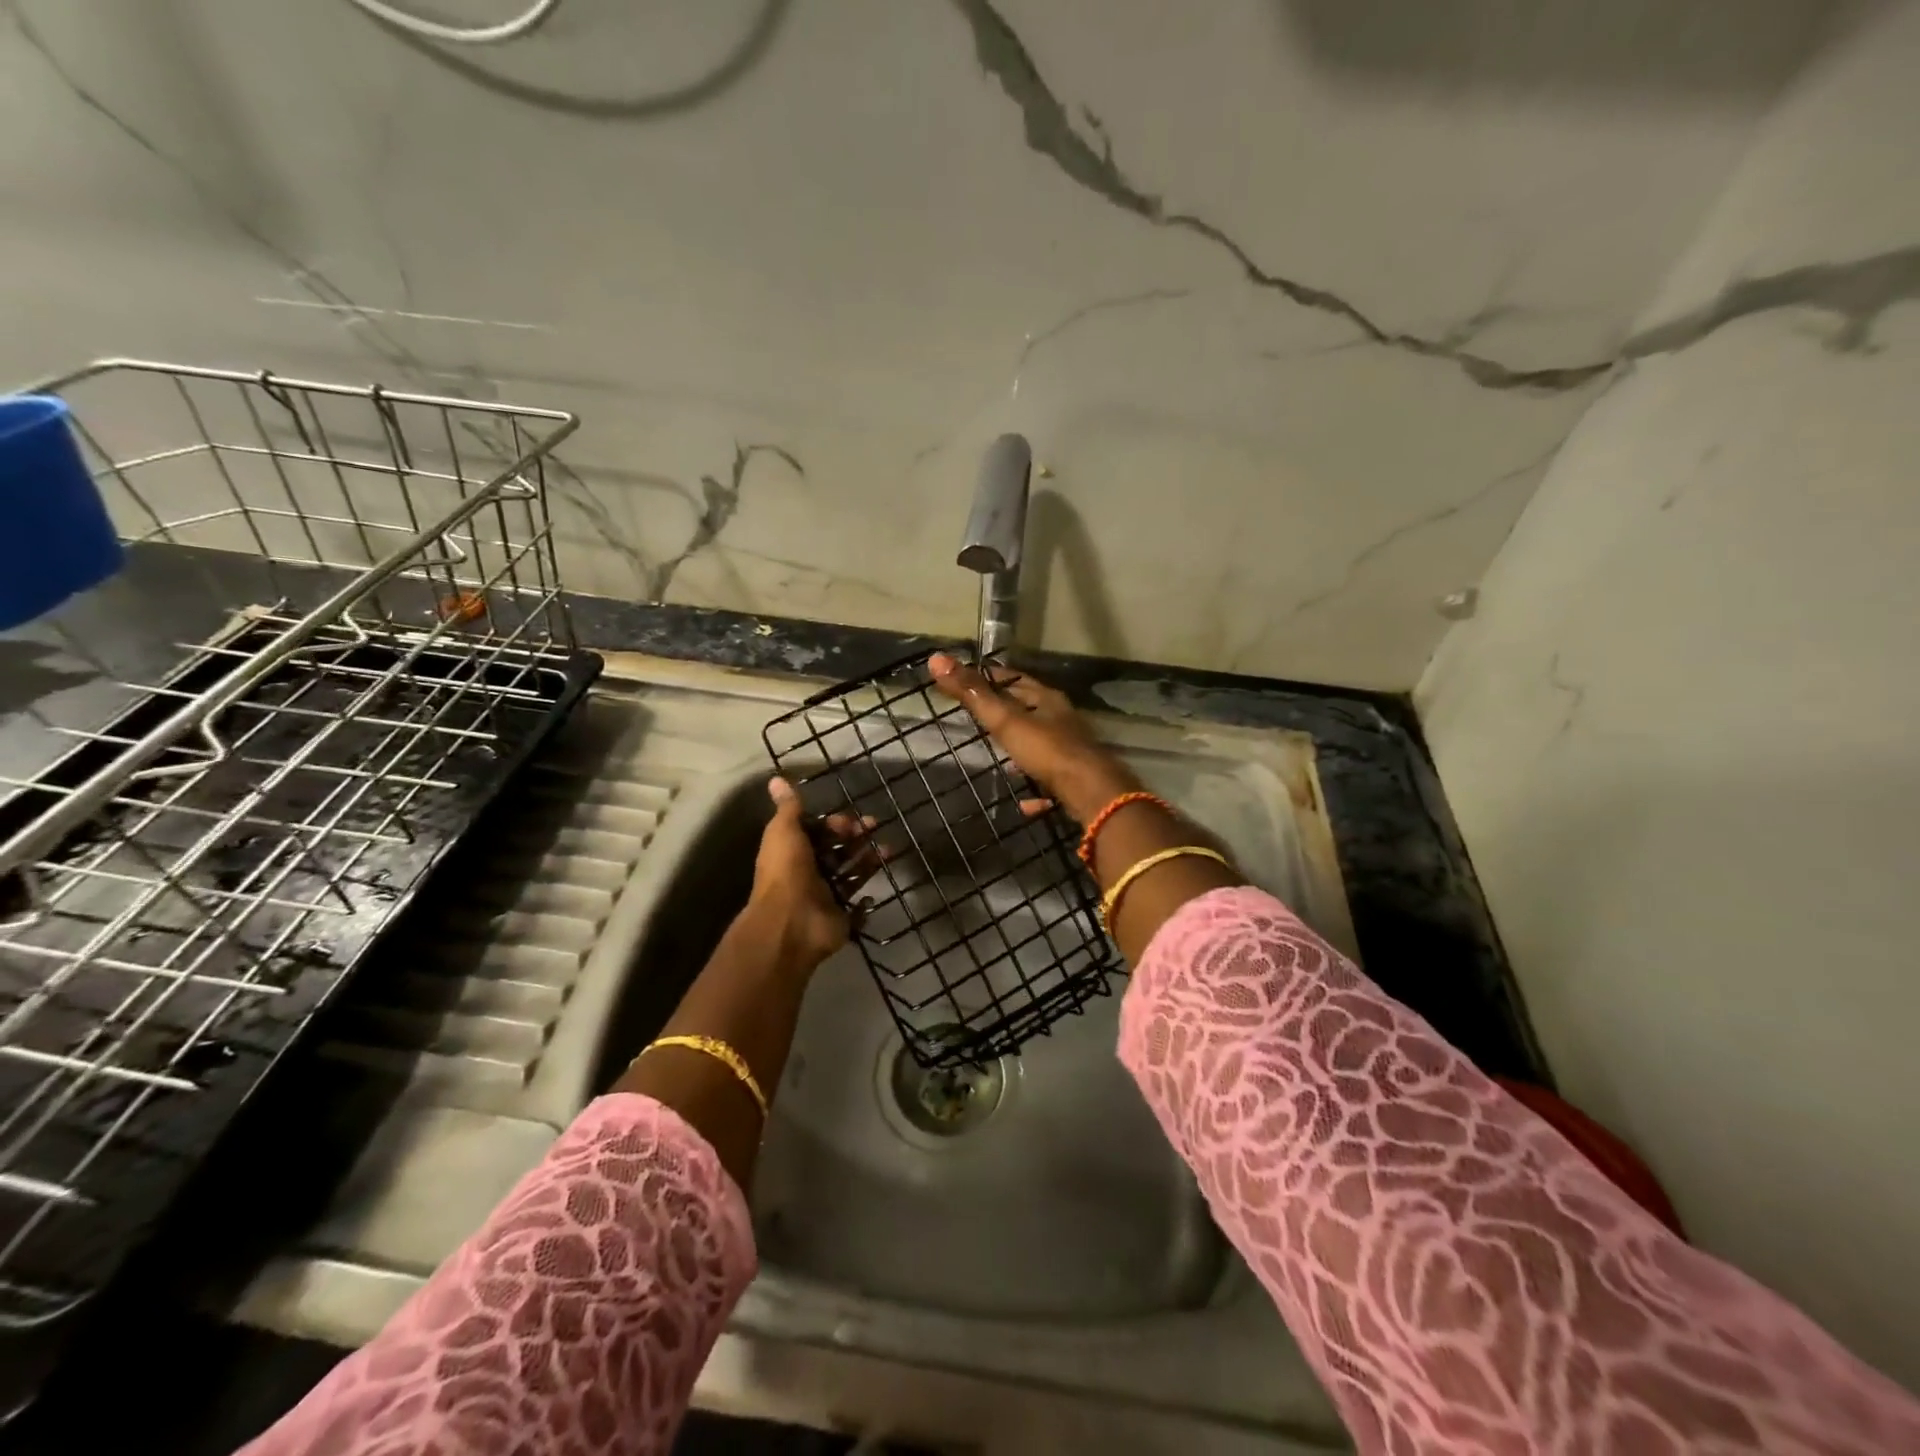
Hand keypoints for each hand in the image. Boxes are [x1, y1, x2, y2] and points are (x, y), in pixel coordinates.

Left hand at [749, 777, 876, 969]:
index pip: (818, 833)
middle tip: (876, 828)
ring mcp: (825, 897)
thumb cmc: (787, 871)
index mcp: (794, 852)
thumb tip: (776, 778)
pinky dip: (865, 901)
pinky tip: (875, 890)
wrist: (791, 922)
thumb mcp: (784, 831)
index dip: (835, 824)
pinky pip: (856, 909)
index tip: (850, 822)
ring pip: (851, 875)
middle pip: (837, 851)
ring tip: (889, 850)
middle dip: (857, 838)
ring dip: (868, 861)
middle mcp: (809, 873)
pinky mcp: (840, 918)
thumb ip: (788, 808)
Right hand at [928, 654, 1140, 822]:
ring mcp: (1071, 750)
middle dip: (1006, 712)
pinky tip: (1024, 802)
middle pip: (1029, 710)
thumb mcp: (1005, 720)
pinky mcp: (1075, 779)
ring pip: (1041, 743)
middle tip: (979, 718)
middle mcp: (1061, 720)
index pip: (1013, 679)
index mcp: (1046, 699)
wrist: (1092, 793)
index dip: (989, 677)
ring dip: (1021, 748)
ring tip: (1000, 757)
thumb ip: (973, 694)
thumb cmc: (1047, 750)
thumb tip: (936, 658)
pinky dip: (1035, 789)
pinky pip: (1049, 781)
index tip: (966, 680)